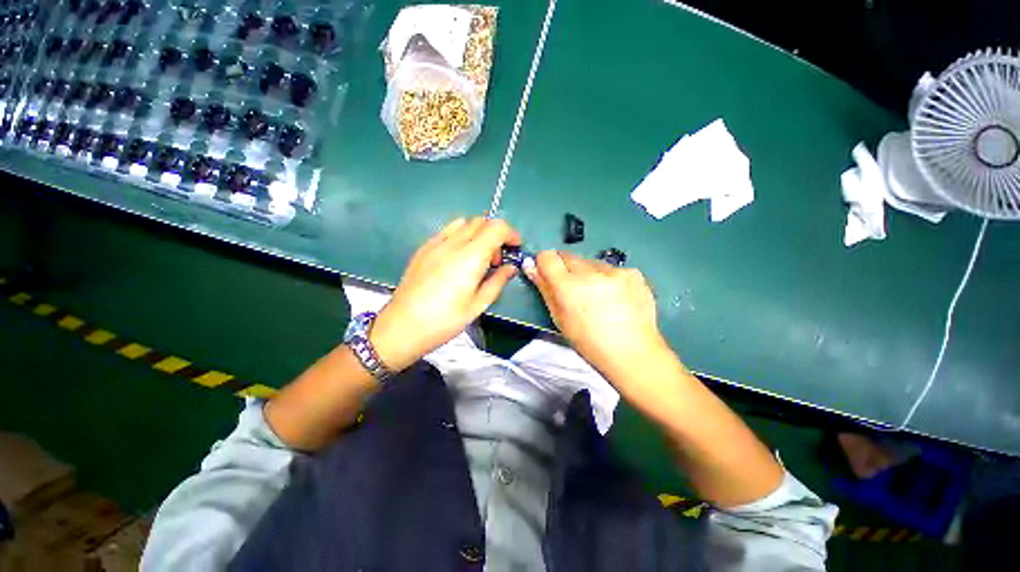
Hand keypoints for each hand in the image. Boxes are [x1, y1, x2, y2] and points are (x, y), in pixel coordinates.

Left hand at [370, 217, 519, 370]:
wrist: (403, 326)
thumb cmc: (445, 320)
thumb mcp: (478, 305)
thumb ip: (497, 282)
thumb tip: (510, 268)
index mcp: (470, 257)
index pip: (496, 228)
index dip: (511, 234)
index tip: (515, 247)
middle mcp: (453, 243)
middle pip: (481, 221)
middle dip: (496, 234)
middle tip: (496, 259)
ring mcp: (435, 243)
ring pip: (464, 223)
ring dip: (478, 233)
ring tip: (477, 256)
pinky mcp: (423, 248)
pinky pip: (447, 231)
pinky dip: (461, 235)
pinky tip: (458, 257)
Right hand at [525, 251, 667, 381]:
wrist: (633, 352)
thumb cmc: (589, 342)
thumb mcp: (559, 319)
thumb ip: (545, 289)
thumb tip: (531, 266)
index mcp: (569, 286)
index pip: (548, 257)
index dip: (544, 263)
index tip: (547, 272)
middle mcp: (591, 272)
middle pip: (569, 256)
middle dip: (566, 268)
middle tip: (573, 289)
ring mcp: (615, 271)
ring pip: (590, 262)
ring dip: (588, 272)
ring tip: (597, 295)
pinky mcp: (633, 273)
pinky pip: (611, 269)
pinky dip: (608, 278)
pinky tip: (615, 296)